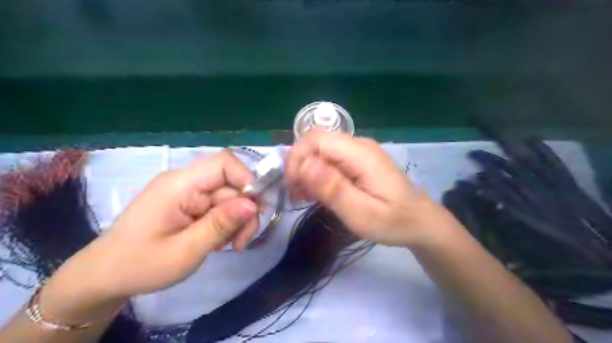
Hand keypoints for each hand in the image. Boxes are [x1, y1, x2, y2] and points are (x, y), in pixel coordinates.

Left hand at [40, 153, 257, 321]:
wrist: (106, 276)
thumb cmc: (141, 265)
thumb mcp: (186, 250)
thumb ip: (220, 224)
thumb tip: (253, 204)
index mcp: (179, 185)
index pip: (224, 163)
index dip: (246, 180)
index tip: (254, 210)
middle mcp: (185, 182)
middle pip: (230, 185)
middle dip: (243, 213)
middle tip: (241, 242)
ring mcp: (187, 192)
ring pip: (228, 198)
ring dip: (236, 221)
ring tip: (229, 246)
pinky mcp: (188, 203)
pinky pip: (218, 207)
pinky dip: (225, 224)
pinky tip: (218, 242)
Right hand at [285, 130, 450, 246]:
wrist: (420, 221)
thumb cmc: (393, 221)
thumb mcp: (361, 213)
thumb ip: (333, 189)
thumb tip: (304, 165)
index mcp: (359, 154)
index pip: (315, 140)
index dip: (296, 159)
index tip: (292, 187)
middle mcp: (358, 145)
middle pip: (315, 141)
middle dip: (298, 164)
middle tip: (296, 193)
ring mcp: (359, 151)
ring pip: (320, 149)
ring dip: (306, 169)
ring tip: (304, 196)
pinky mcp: (358, 160)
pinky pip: (329, 158)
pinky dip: (317, 172)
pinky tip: (317, 191)